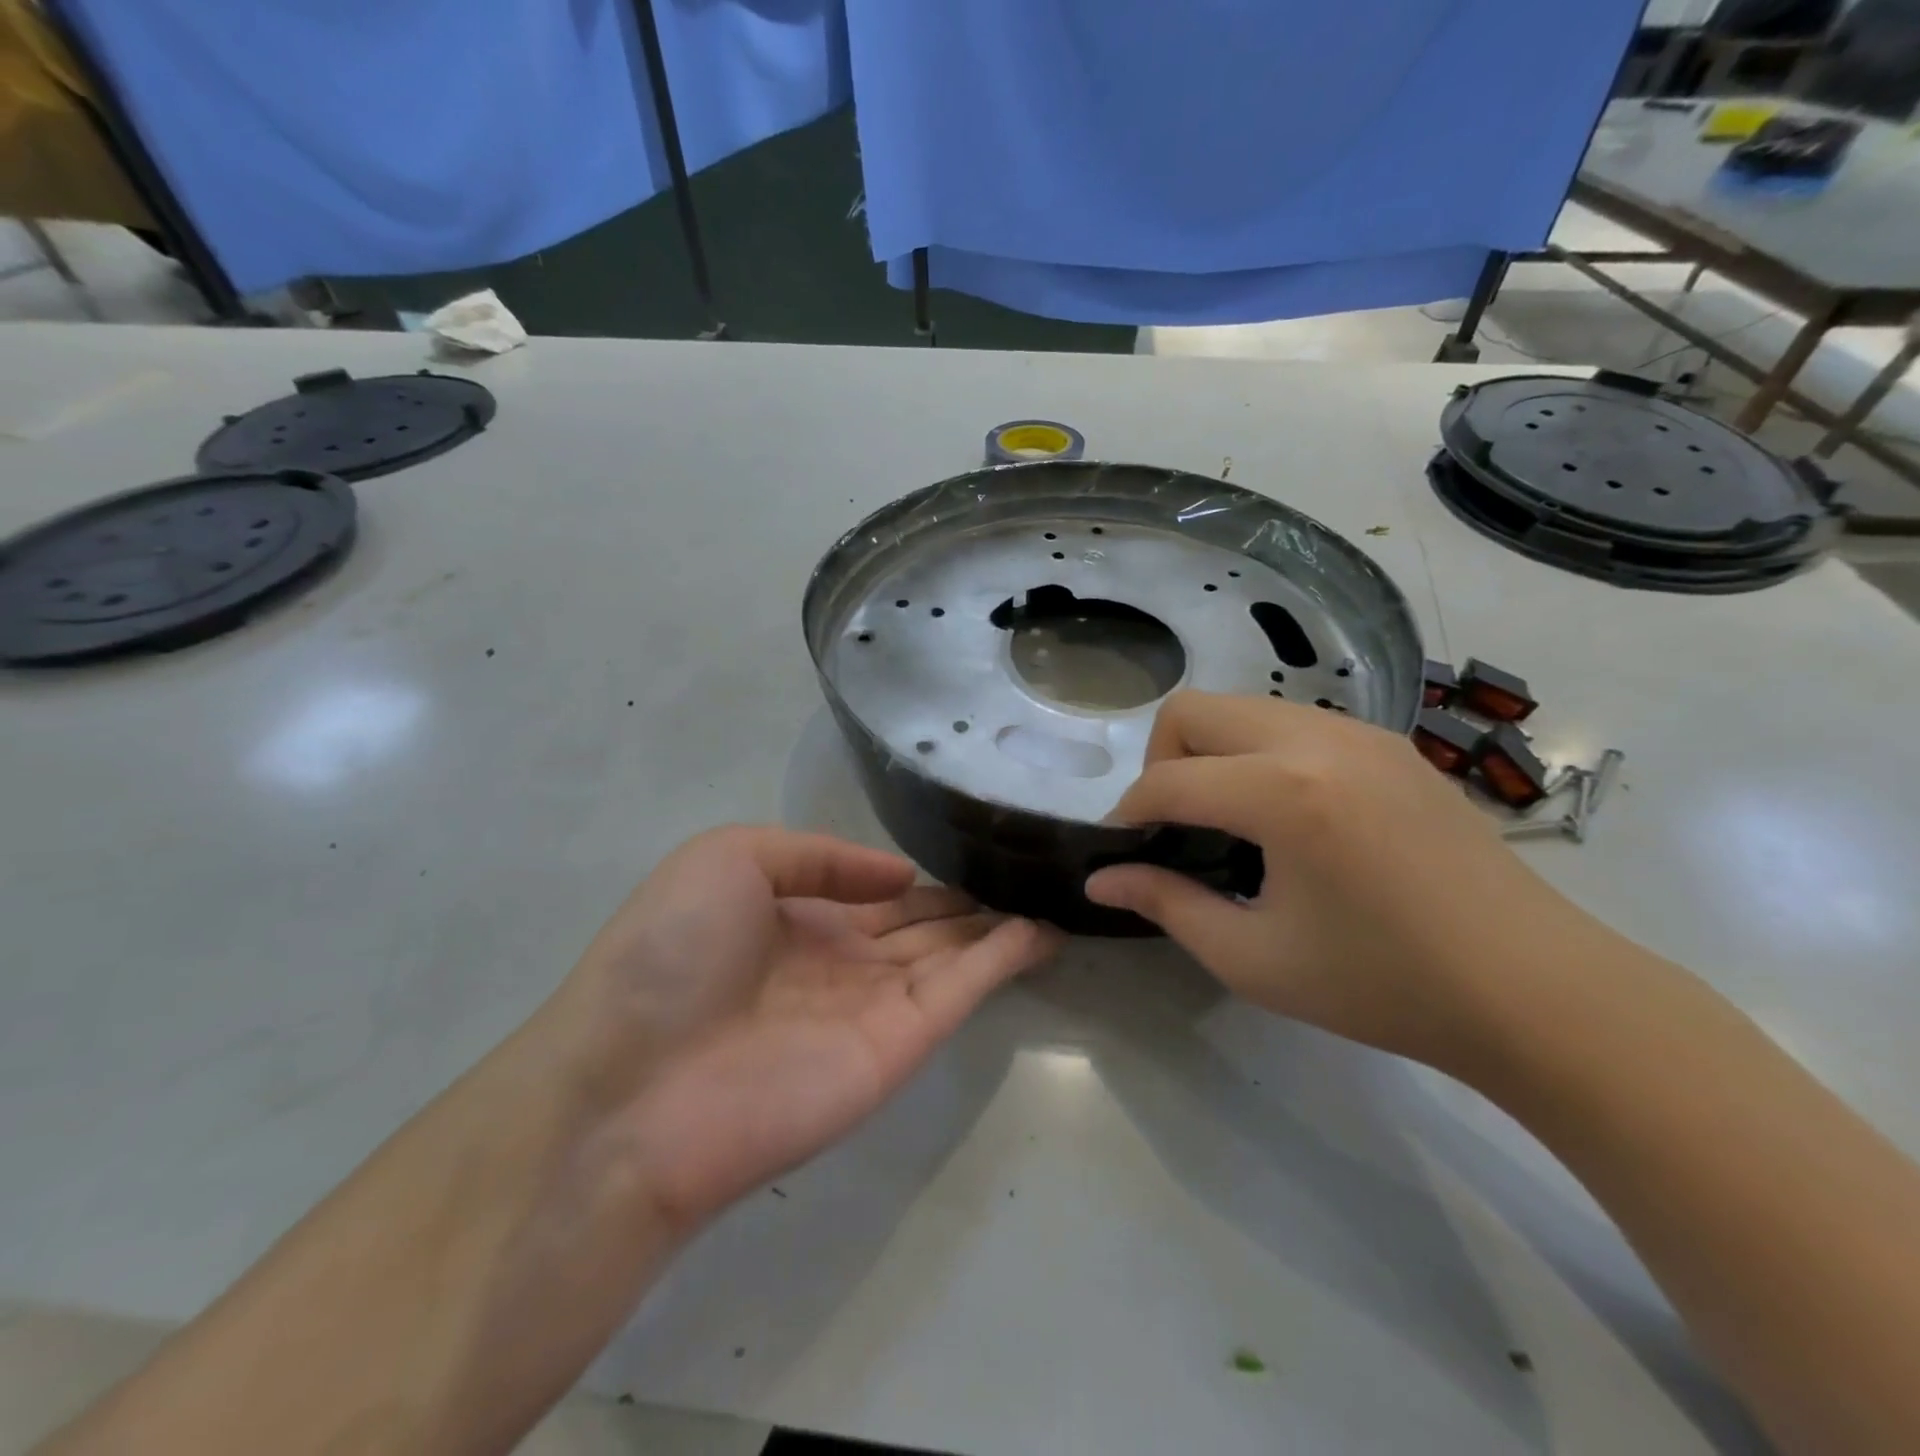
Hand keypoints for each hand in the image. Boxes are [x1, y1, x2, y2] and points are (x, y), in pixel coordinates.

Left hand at [560, 827, 1059, 1229]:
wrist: (633, 1088)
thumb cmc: (668, 954)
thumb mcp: (728, 859)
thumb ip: (819, 856)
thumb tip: (900, 875)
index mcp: (795, 918)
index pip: (875, 893)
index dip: (921, 876)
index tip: (972, 850)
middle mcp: (839, 961)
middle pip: (921, 925)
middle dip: (968, 902)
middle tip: (1027, 871)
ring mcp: (872, 1006)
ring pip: (951, 956)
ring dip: (998, 927)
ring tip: (1051, 894)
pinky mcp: (899, 1046)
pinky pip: (961, 991)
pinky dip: (1003, 961)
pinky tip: (1042, 930)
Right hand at [1084, 692, 1589, 1071]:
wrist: (1536, 991)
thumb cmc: (1385, 986)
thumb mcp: (1255, 959)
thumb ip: (1167, 906)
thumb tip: (1101, 879)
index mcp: (1284, 794)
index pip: (1166, 781)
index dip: (1127, 815)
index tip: (1122, 853)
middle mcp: (1317, 740)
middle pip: (1193, 711)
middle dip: (1162, 763)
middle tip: (1176, 829)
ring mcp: (1360, 733)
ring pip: (1243, 707)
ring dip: (1211, 753)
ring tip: (1229, 822)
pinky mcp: (1389, 744)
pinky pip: (1292, 723)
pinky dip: (1260, 754)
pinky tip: (1287, 818)